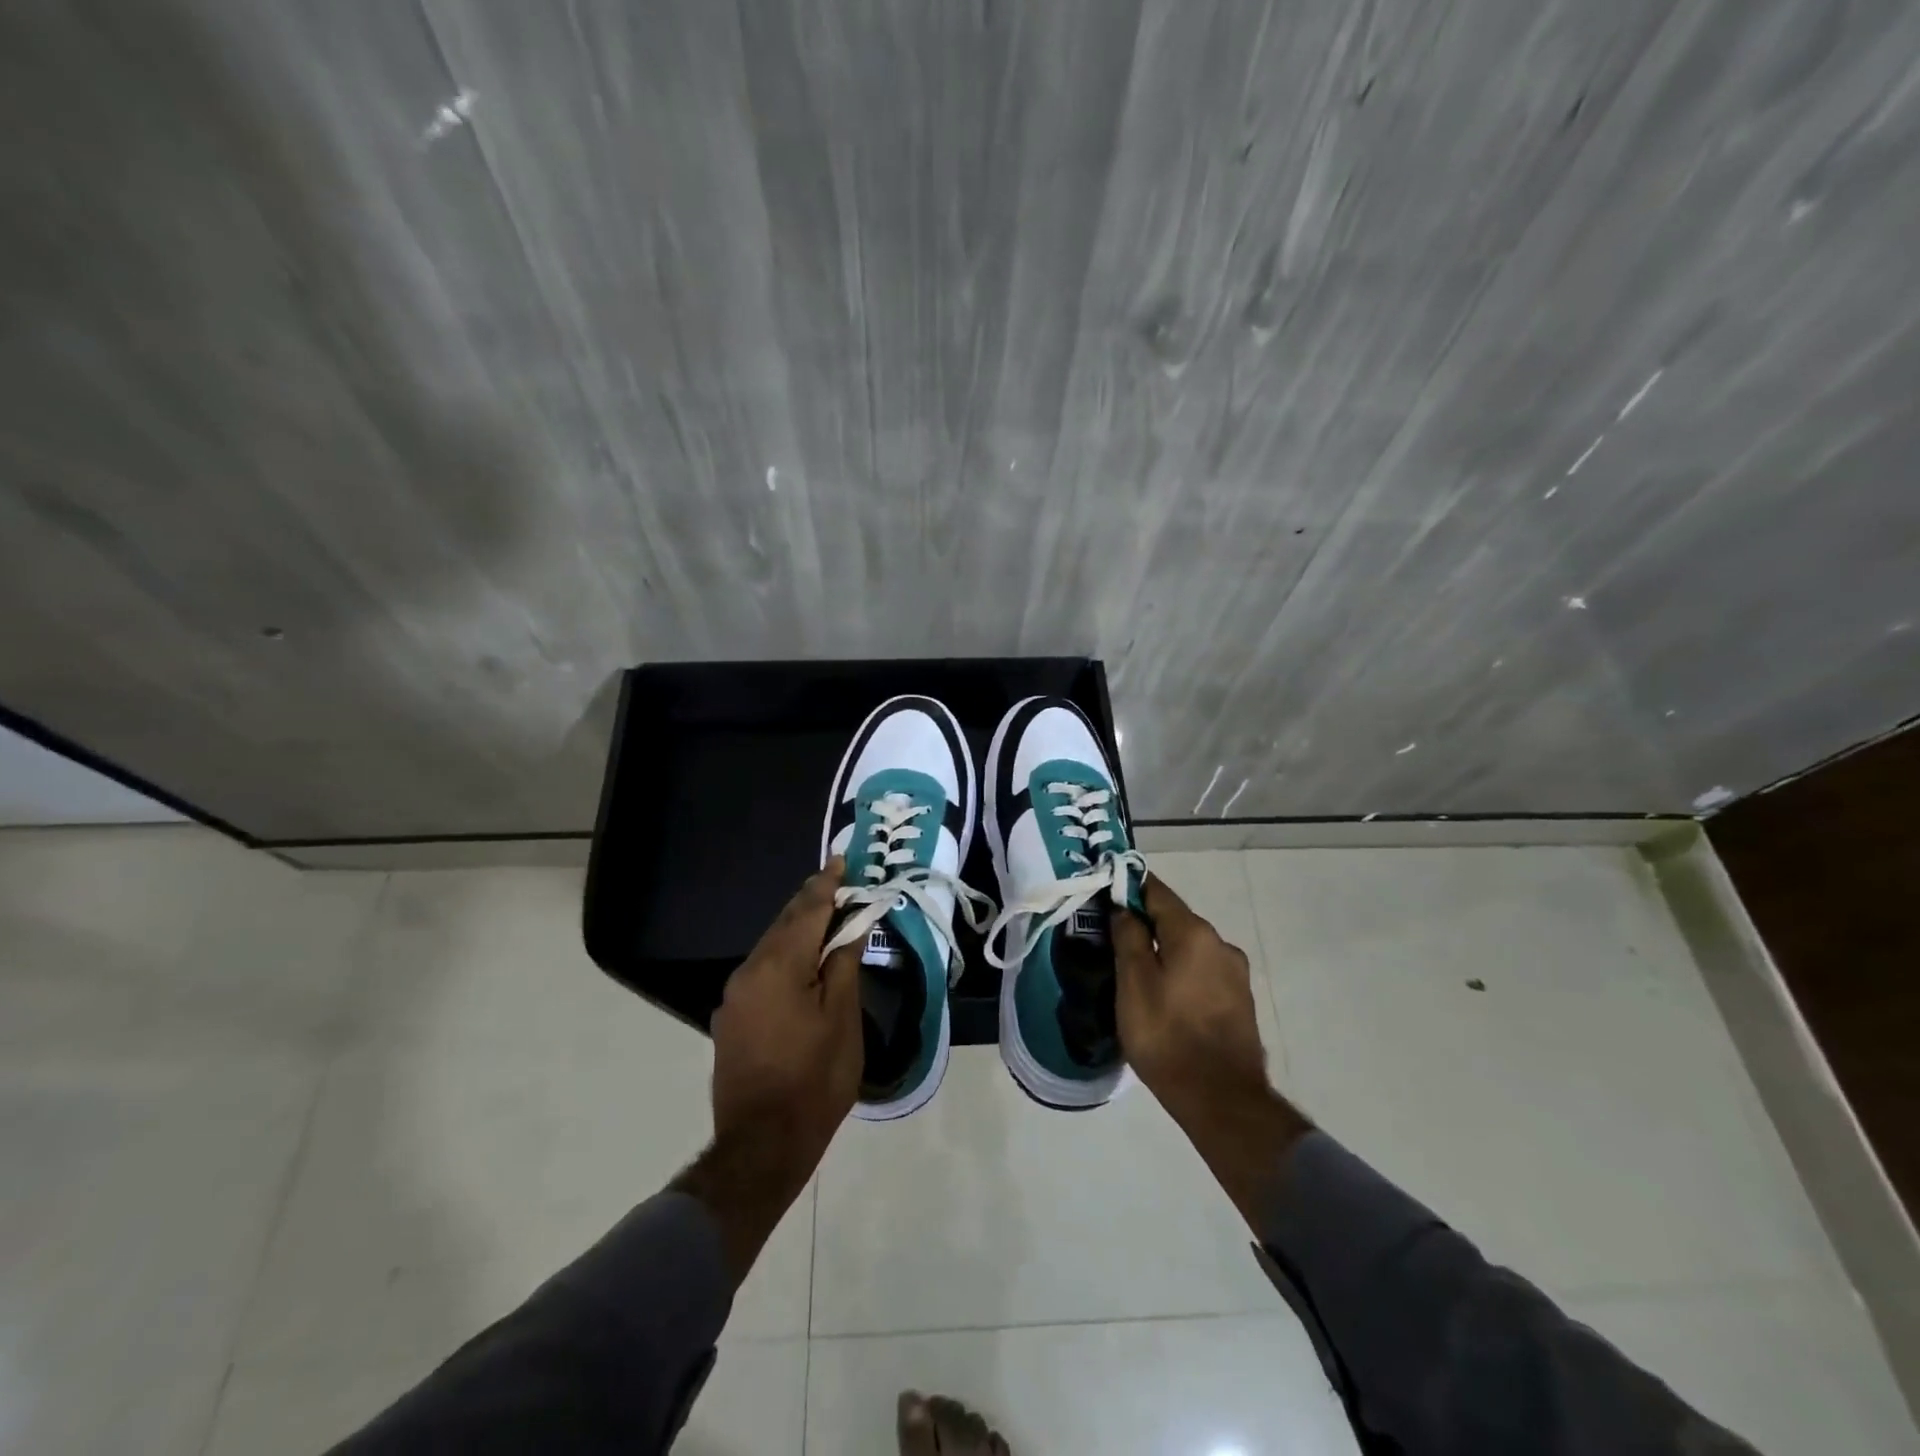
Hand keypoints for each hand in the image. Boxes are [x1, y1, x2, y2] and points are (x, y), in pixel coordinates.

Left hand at [676, 860, 861, 1279]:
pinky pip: (762, 971)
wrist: (761, 1145)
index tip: (840, 860)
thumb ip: (843, 965)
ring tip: (826, 919)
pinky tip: (802, 963)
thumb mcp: (842, 1019)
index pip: (807, 911)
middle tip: (837, 883)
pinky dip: (785, 956)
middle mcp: (749, 971)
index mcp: (778, 966)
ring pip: (771, 947)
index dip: (826, 885)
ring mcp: (735, 996)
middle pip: (784, 924)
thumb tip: (850, 928)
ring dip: (797, 930)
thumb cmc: (814, 1079)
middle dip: (811, 902)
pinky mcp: (731, 1018)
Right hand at [1113, 874, 1310, 1226]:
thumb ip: (1128, 936)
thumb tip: (1124, 905)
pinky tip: (1164, 996)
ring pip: (1190, 948)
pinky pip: (1202, 972)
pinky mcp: (1240, 1001)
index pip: (1157, 891)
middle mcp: (1221, 944)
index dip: (1130, 886)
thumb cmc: (1167, 1035)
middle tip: (1113, 937)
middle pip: (1176, 919)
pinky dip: (1181, 972)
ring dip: (1165, 950)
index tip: (1106, 889)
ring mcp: (1235, 974)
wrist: (1221, 1099)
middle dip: (1146, 922)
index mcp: (1194, 932)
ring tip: (1136, 972)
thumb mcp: (1133, 983)